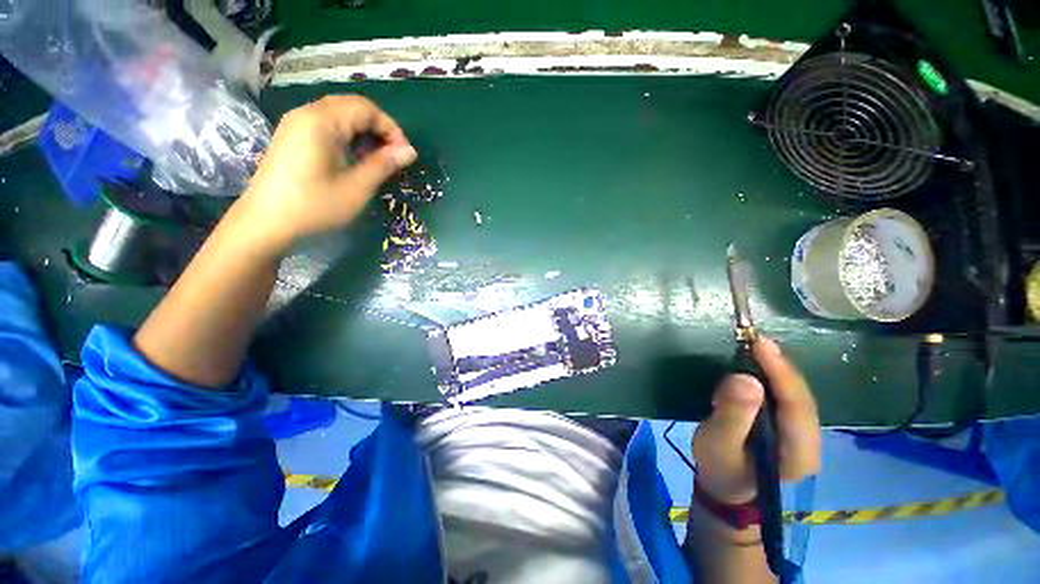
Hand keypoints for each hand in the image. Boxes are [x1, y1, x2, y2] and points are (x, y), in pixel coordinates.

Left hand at [235, 95, 416, 253]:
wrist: (266, 222)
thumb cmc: (315, 206)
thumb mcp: (357, 187)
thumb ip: (384, 165)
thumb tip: (410, 151)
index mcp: (322, 122)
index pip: (366, 109)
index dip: (391, 129)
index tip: (405, 155)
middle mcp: (307, 113)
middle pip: (353, 107)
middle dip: (379, 129)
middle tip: (393, 156)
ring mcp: (296, 123)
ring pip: (340, 115)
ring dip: (364, 132)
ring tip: (377, 159)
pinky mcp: (292, 136)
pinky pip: (327, 124)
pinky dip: (347, 136)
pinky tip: (354, 158)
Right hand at [692, 337, 820, 503]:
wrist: (726, 488)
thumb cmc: (720, 468)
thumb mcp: (718, 443)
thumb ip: (732, 414)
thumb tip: (745, 379)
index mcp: (798, 452)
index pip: (796, 405)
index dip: (780, 371)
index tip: (759, 343)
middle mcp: (810, 442)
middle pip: (801, 397)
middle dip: (780, 367)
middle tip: (754, 340)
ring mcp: (803, 435)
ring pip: (796, 395)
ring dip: (776, 370)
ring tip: (754, 349)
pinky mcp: (790, 428)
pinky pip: (786, 397)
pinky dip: (772, 378)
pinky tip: (757, 367)